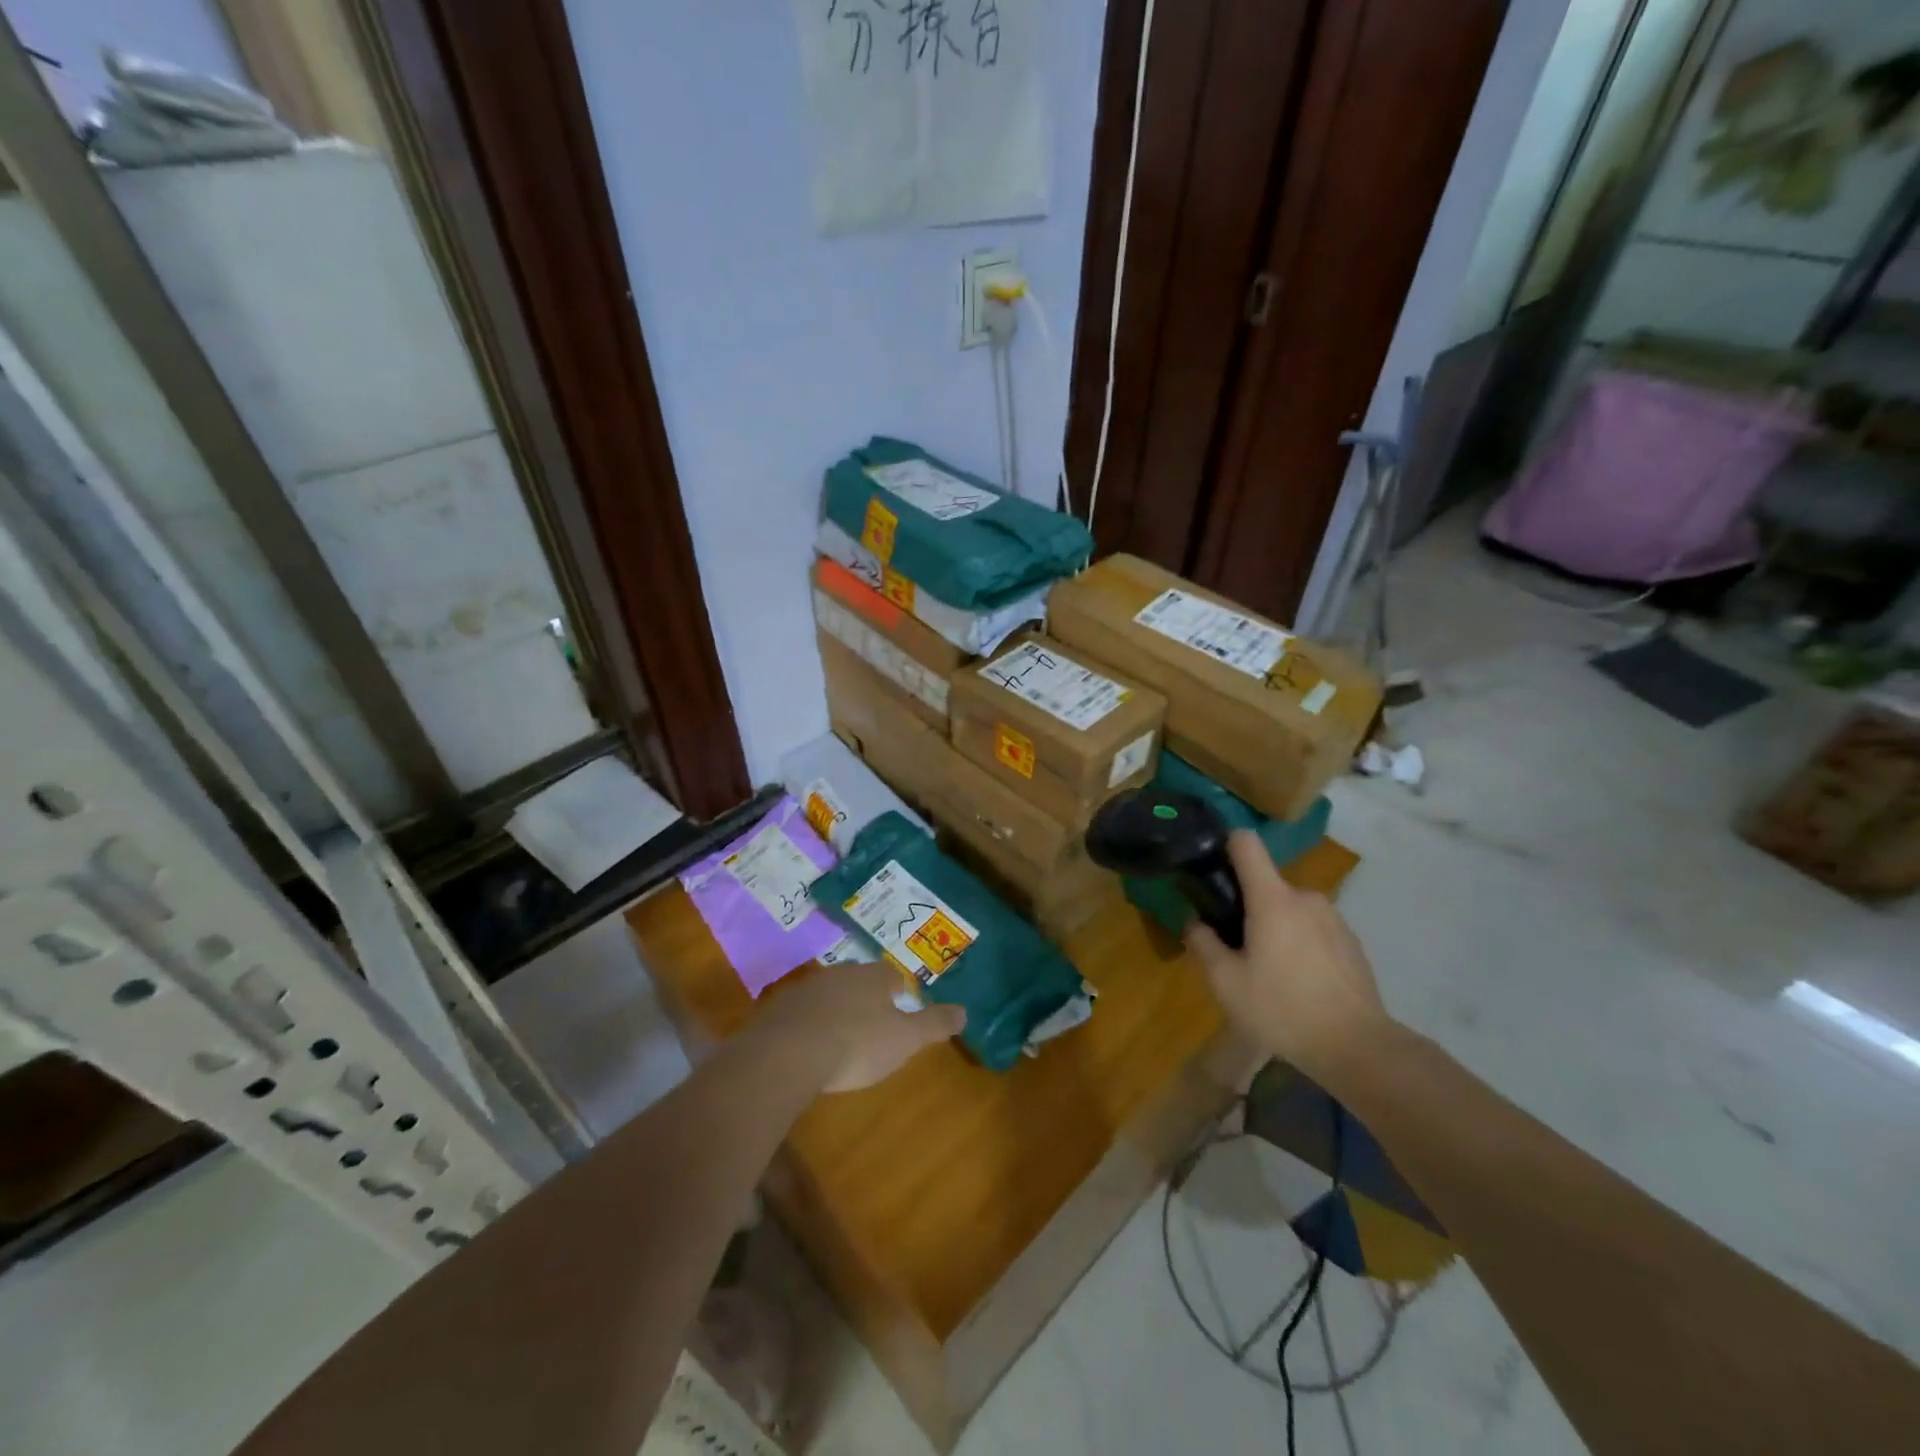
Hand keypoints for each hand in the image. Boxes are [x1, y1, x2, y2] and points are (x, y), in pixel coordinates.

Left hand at [754, 960, 965, 1092]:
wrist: (787, 1054)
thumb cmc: (856, 1044)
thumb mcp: (905, 1039)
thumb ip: (934, 1024)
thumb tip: (965, 1011)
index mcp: (872, 977)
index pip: (891, 974)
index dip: (898, 988)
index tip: (901, 1002)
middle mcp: (839, 974)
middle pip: (858, 980)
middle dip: (865, 997)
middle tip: (872, 1020)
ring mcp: (805, 989)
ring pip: (828, 994)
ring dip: (835, 1010)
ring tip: (840, 1035)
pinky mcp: (778, 1010)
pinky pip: (800, 1013)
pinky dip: (808, 1025)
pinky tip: (809, 1047)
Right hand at [1184, 830, 1390, 1082]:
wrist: (1359, 1047)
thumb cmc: (1283, 1009)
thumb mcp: (1226, 983)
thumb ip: (1203, 945)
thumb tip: (1195, 923)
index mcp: (1272, 899)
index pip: (1246, 843)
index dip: (1226, 844)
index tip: (1212, 865)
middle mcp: (1305, 898)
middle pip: (1266, 885)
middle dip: (1248, 907)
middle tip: (1237, 948)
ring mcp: (1334, 919)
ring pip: (1291, 910)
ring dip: (1276, 928)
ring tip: (1270, 972)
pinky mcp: (1352, 942)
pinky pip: (1314, 930)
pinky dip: (1301, 945)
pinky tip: (1300, 984)